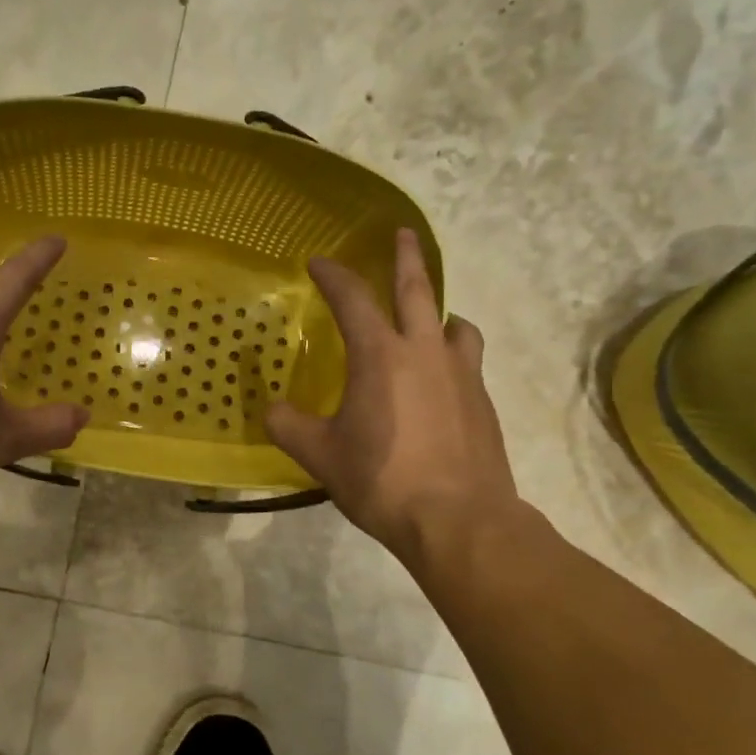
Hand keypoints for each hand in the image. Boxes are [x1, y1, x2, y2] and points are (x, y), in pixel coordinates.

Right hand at [265, 230, 528, 571]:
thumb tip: (272, 411)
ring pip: (455, 323)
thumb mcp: (321, 456)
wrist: (460, 520)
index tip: (319, 261)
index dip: (333, 275)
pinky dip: (452, 353)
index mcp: (380, 356)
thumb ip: (290, 427)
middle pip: (418, 289)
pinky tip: (442, 377)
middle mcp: (424, 352)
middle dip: (406, 257)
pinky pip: (467, 360)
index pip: (352, 298)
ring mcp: (461, 374)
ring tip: (431, 317)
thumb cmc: (383, 480)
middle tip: (404, 234)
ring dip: (439, 311)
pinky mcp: (483, 401)